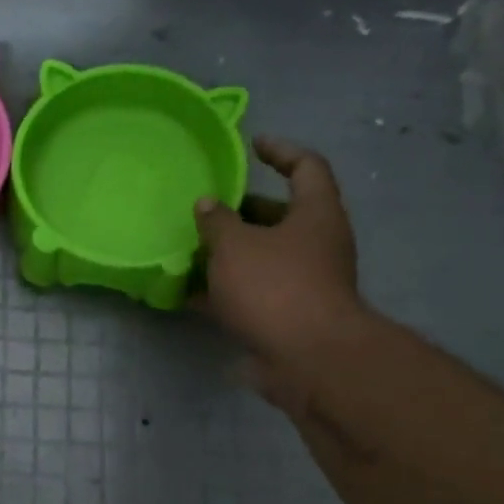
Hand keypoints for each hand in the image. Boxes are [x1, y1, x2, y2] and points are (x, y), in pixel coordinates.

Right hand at [194, 135, 365, 409]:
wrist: (307, 359)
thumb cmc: (275, 286)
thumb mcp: (235, 245)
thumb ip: (217, 221)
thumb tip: (207, 204)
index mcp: (315, 214)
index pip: (306, 167)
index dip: (280, 151)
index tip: (252, 145)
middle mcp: (316, 244)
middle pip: (279, 215)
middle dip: (240, 211)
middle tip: (204, 207)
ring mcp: (304, 281)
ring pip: (262, 256)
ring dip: (227, 252)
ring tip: (188, 247)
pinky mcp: (287, 315)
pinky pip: (251, 292)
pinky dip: (223, 290)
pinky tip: (187, 292)